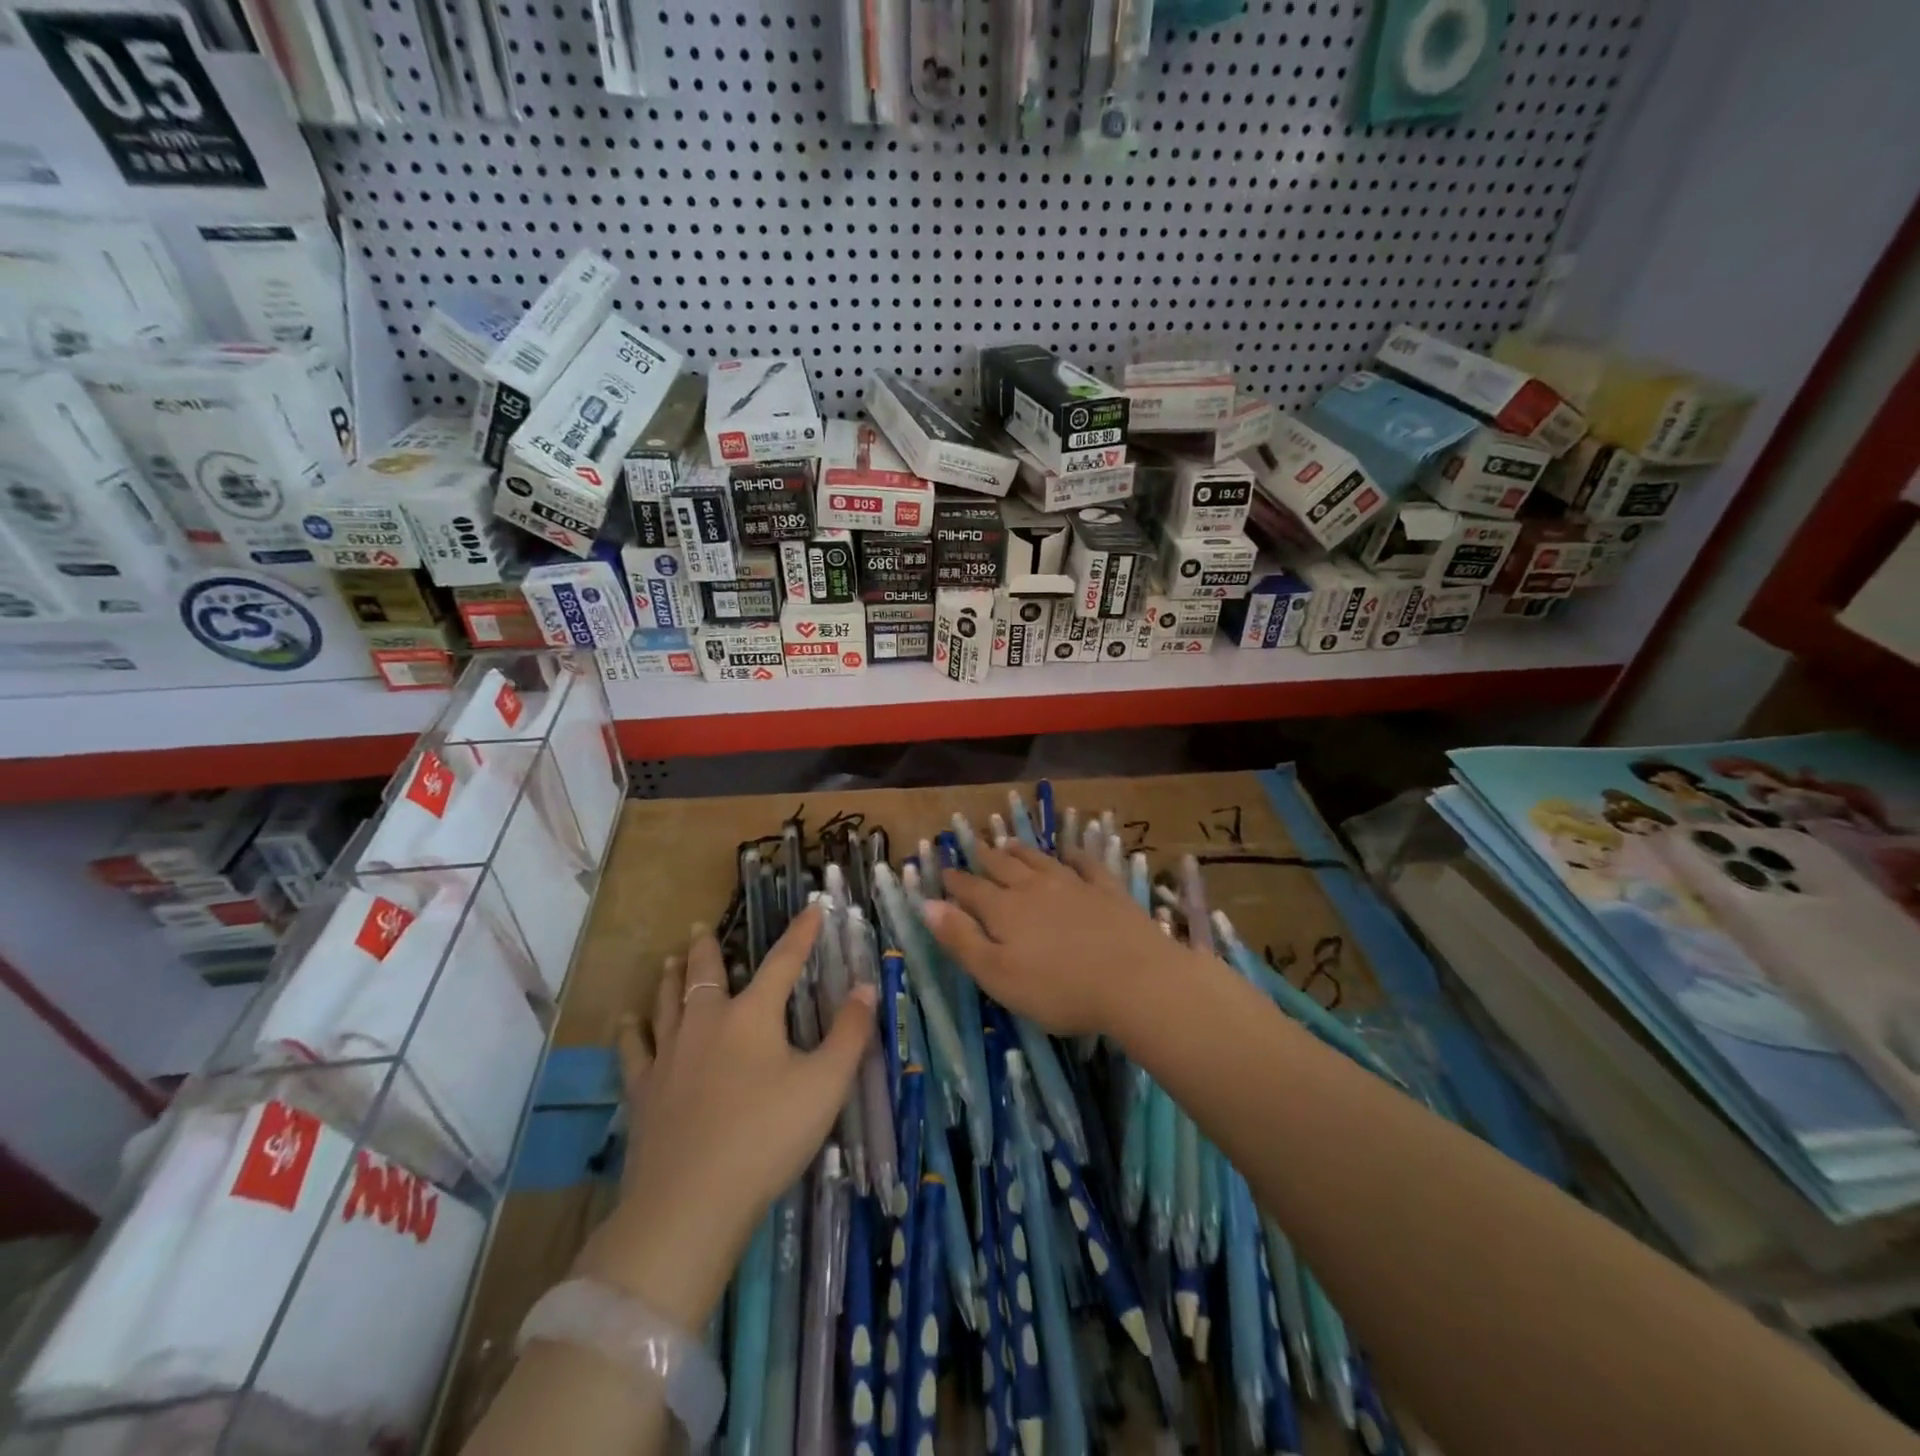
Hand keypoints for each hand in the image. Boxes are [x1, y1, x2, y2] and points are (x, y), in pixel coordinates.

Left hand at [578, 907, 873, 1328]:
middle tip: (700, 926)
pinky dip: (631, 1031)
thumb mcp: (825, 1084)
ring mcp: (669, 1056)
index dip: (801, 934)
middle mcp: (707, 1023)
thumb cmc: (767, 1136)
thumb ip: (849, 1033)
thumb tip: (865, 987)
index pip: (783, 962)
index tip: (812, 907)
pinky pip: (634, 1050)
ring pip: (667, 1002)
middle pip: (706, 974)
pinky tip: (627, 1022)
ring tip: (668, 960)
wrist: (690, 1202)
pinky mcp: (643, 1091)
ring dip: (670, 978)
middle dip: (707, 948)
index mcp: (753, 1016)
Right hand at [922, 841, 1189, 1035]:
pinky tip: (1070, 851)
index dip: (955, 881)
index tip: (943, 869)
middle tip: (975, 846)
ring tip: (1008, 841)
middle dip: (985, 857)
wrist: (1134, 980)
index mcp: (1005, 910)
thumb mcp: (997, 975)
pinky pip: (1086, 864)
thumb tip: (926, 904)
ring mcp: (1074, 885)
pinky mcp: (1107, 891)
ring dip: (1022, 851)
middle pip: (1004, 867)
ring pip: (1040, 861)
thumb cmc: (1058, 989)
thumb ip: (961, 939)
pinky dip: (1074, 855)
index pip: (971, 890)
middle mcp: (1035, 888)